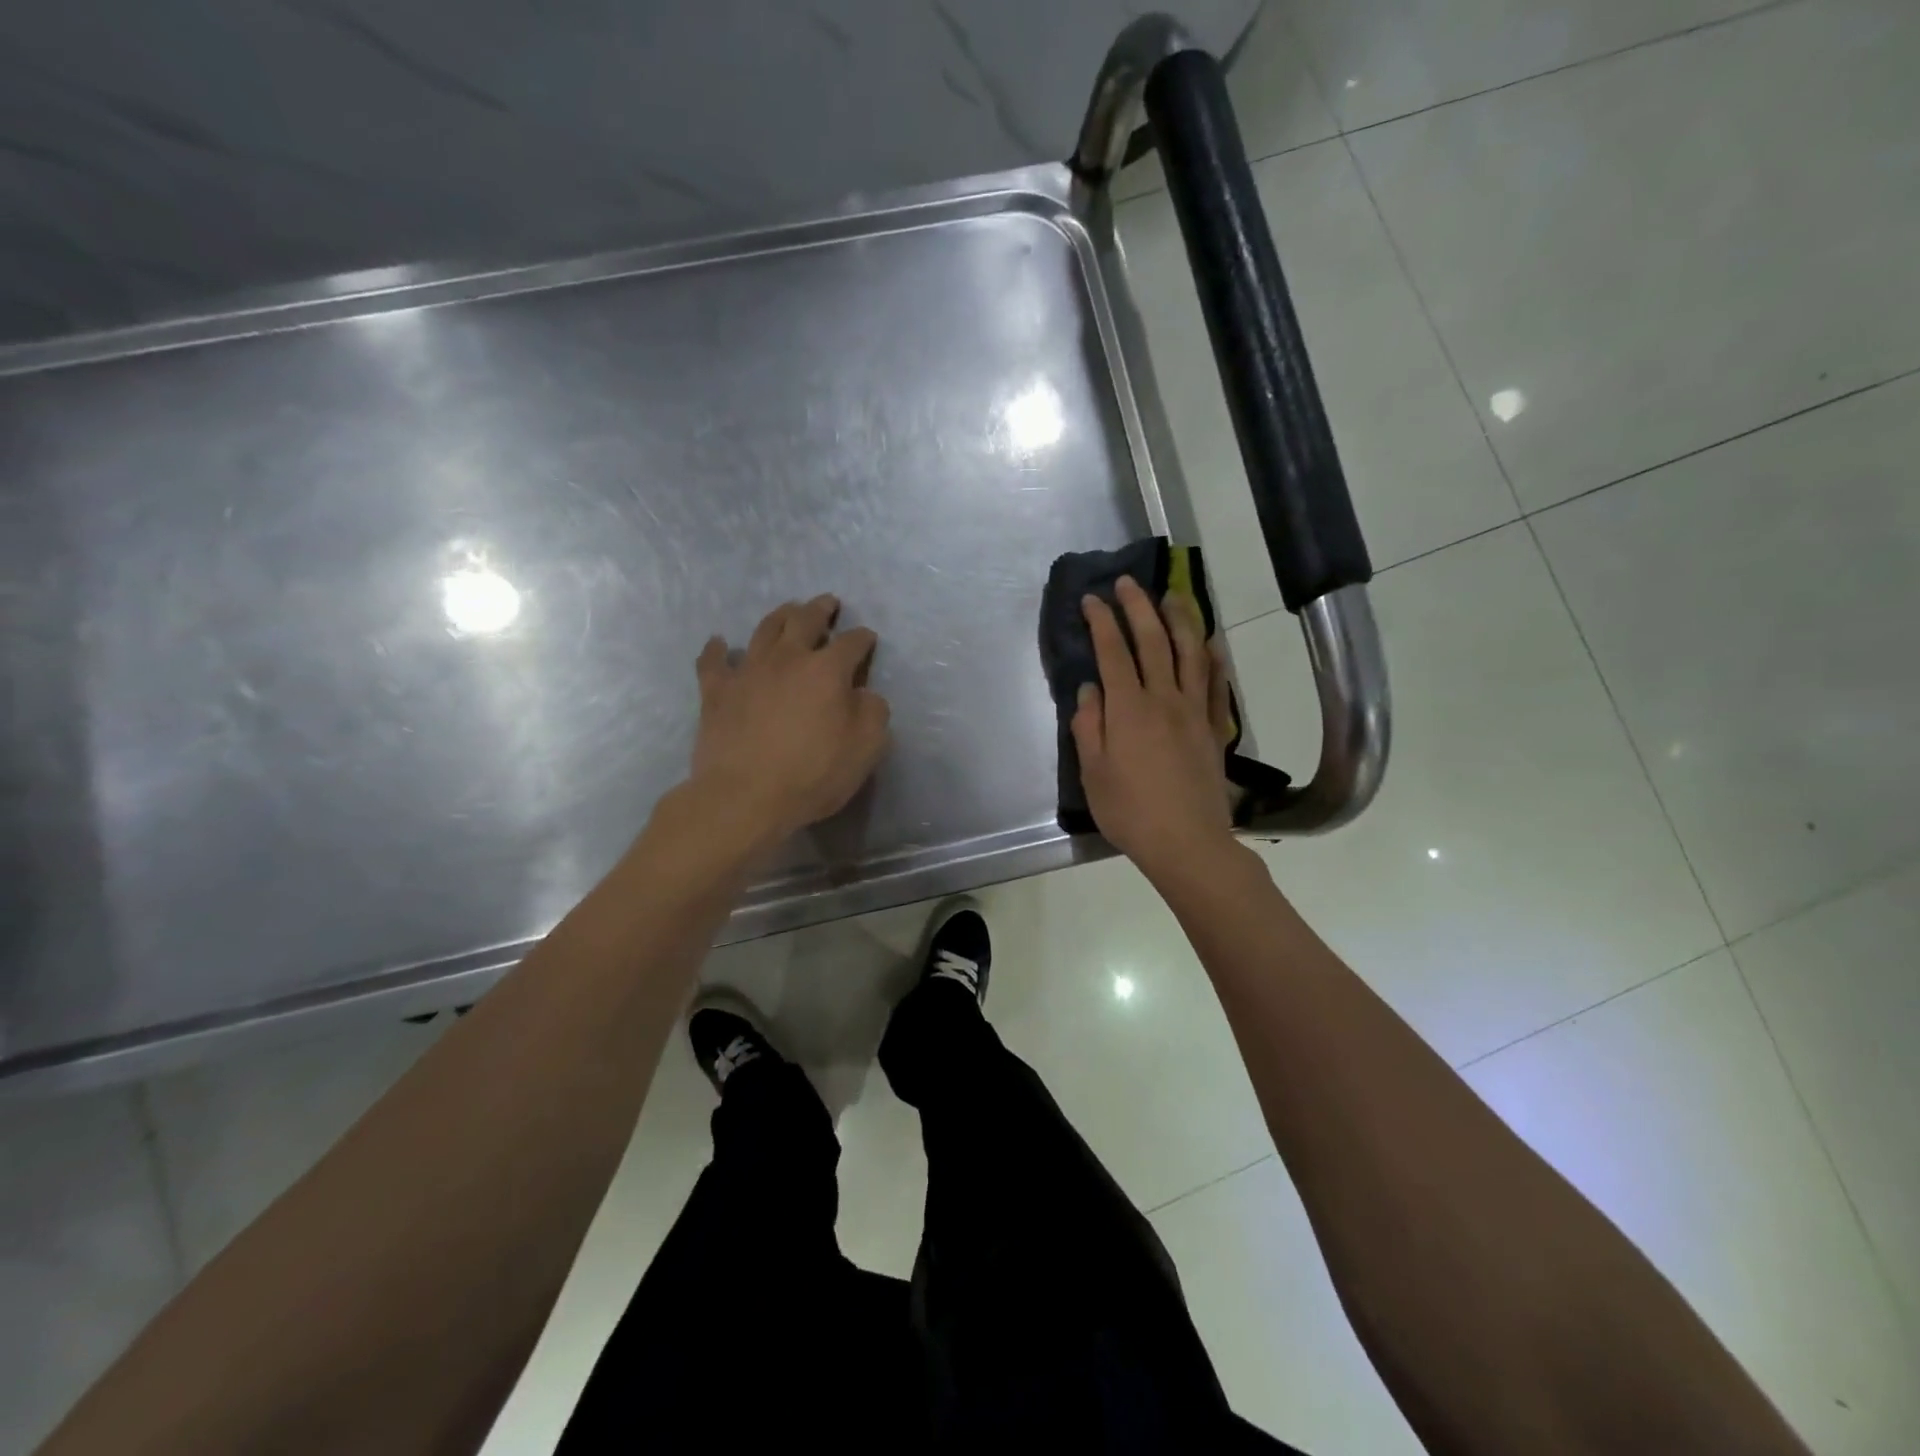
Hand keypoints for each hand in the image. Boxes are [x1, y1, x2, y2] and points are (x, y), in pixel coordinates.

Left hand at [689, 594, 890, 847]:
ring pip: (764, 630)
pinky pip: (714, 662)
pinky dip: (717, 649)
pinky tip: (719, 643)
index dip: (862, 638)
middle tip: (828, 603)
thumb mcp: (866, 748)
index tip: (868, 638)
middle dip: (820, 609)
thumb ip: (873, 712)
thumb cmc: (813, 774)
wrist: (745, 797)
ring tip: (788, 611)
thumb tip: (864, 694)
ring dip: (780, 616)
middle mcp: (788, 659)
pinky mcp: (716, 691)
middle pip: (805, 621)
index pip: (852, 643)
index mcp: (827, 670)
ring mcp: (748, 671)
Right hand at [1072, 576, 1238, 880]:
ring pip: (1191, 653)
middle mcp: (1165, 699)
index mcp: (1129, 709)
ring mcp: (1195, 712)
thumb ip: (1089, 726)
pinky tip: (1210, 645)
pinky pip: (1217, 685)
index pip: (1113, 652)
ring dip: (1180, 619)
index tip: (1092, 599)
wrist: (1188, 843)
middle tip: (1127, 583)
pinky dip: (1213, 659)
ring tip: (1171, 596)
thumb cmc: (1130, 811)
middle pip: (1154, 641)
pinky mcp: (1215, 729)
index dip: (1101, 621)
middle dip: (1138, 607)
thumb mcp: (1093, 773)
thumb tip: (1090, 690)